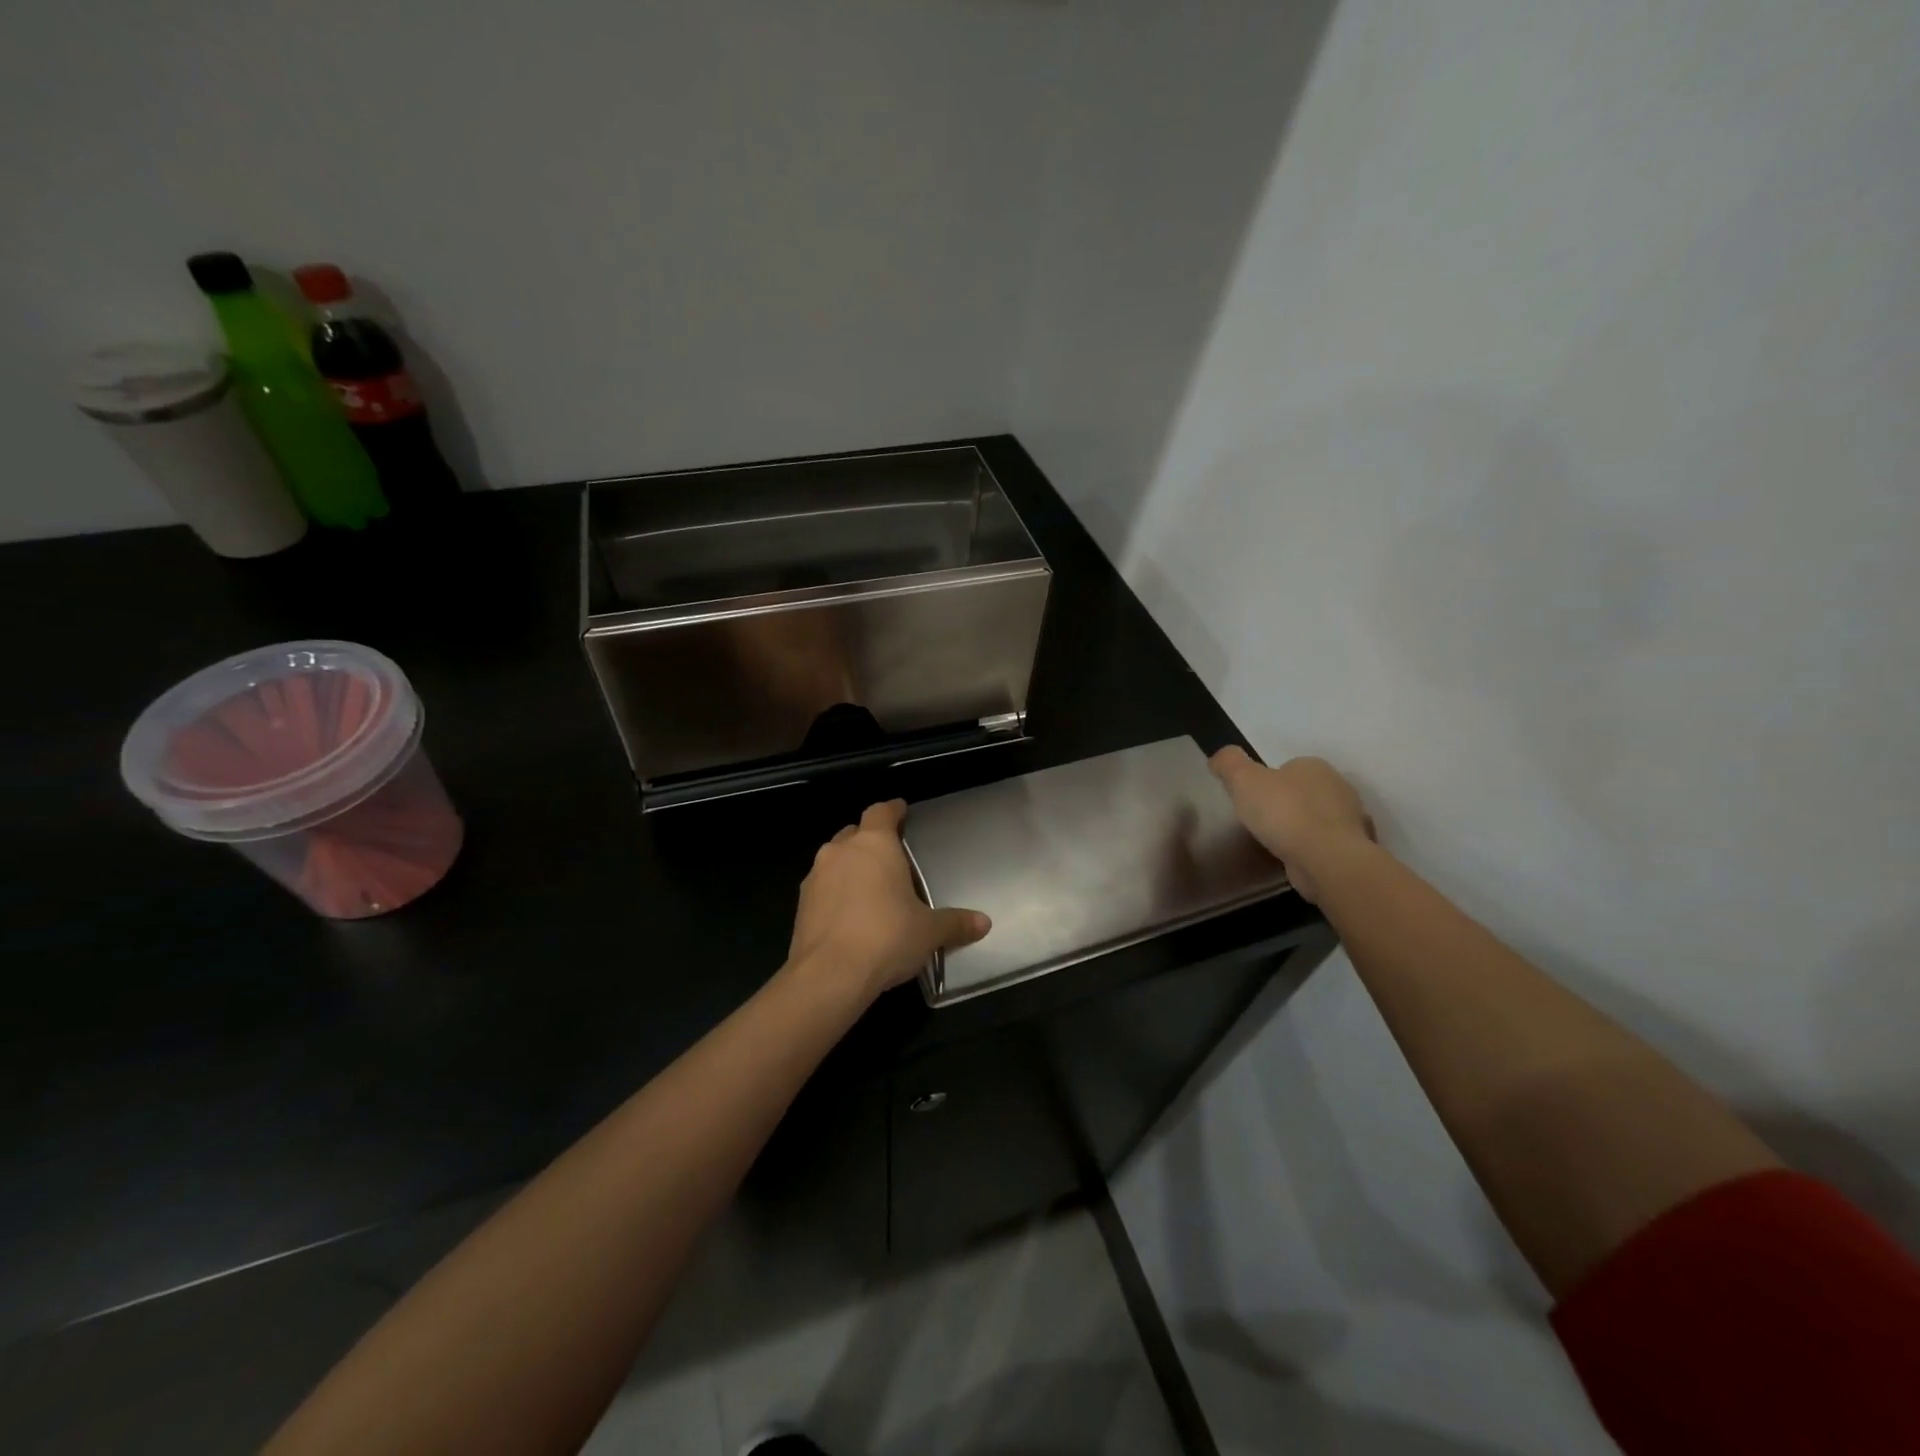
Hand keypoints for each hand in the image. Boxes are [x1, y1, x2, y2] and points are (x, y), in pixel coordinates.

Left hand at [788, 800, 990, 1000]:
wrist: (828, 975)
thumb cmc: (886, 937)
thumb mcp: (929, 931)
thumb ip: (955, 923)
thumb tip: (984, 923)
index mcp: (874, 844)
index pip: (881, 812)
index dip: (893, 810)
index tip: (902, 811)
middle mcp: (840, 851)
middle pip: (854, 832)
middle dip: (870, 840)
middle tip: (890, 856)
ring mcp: (815, 877)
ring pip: (834, 859)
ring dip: (849, 867)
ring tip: (870, 888)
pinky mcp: (800, 905)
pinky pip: (822, 888)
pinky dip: (835, 893)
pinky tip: (849, 915)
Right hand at [1208, 747, 1376, 903]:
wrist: (1326, 859)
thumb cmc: (1283, 812)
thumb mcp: (1243, 779)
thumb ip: (1229, 763)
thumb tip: (1220, 758)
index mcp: (1313, 766)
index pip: (1288, 768)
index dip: (1268, 782)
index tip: (1253, 800)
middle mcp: (1338, 787)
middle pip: (1304, 792)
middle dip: (1287, 804)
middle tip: (1263, 822)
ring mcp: (1350, 819)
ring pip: (1319, 818)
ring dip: (1303, 827)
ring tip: (1279, 843)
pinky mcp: (1353, 848)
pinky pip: (1328, 843)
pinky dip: (1315, 848)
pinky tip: (1298, 858)